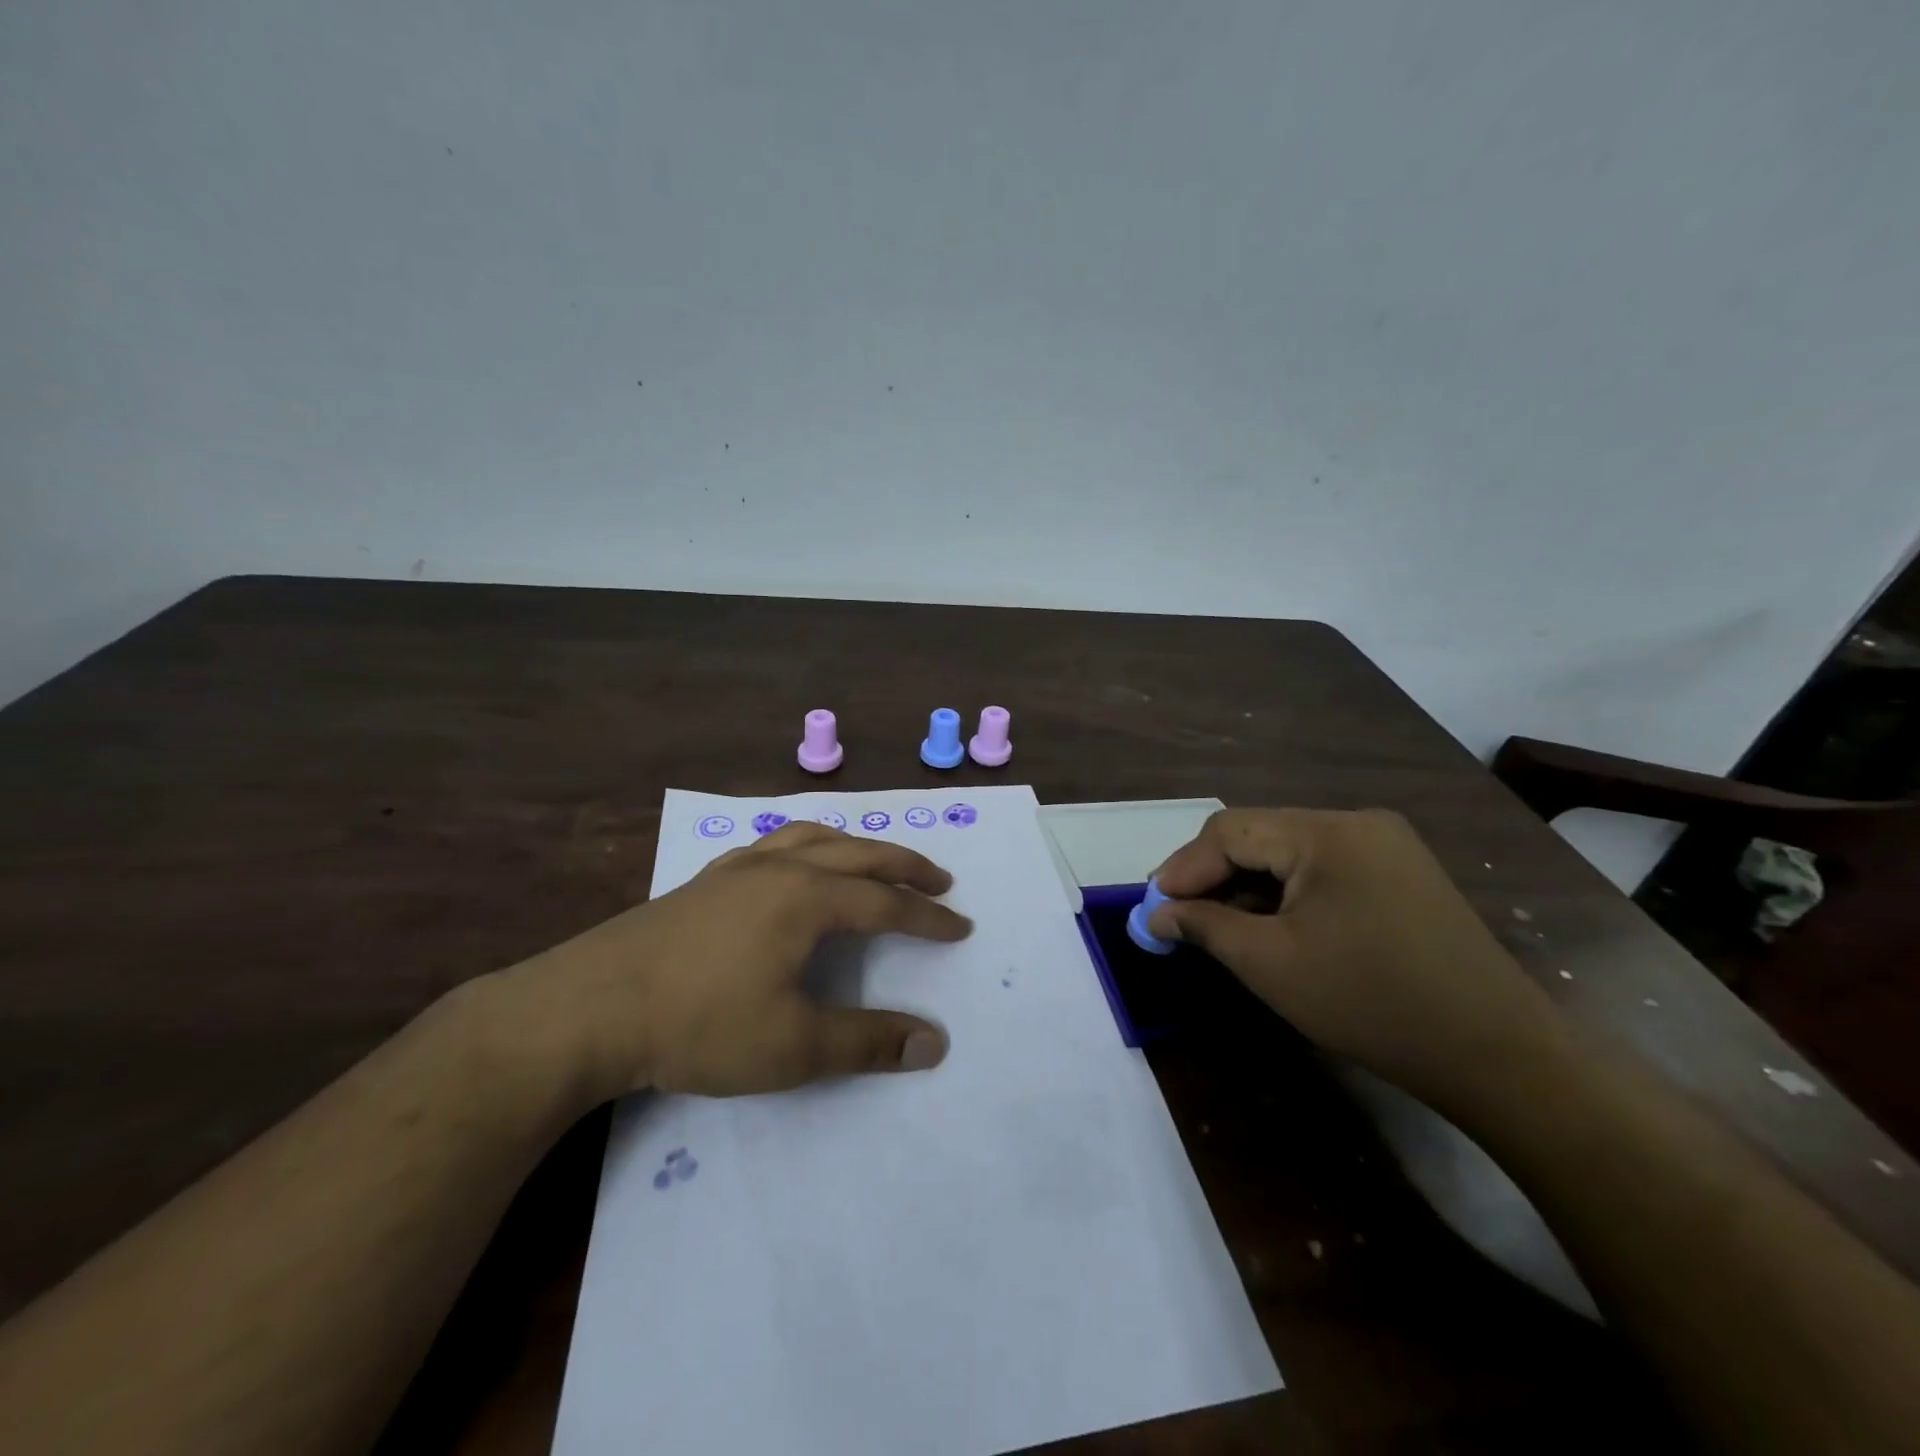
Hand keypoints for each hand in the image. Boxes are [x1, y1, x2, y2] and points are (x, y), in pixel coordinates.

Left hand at [508, 822, 971, 1099]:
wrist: (590, 1007)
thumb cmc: (700, 1024)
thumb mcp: (794, 1046)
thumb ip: (868, 1042)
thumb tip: (934, 1043)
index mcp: (808, 898)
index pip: (886, 903)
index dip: (928, 918)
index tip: (961, 928)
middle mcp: (781, 868)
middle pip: (859, 854)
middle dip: (905, 866)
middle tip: (940, 879)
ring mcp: (740, 867)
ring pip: (814, 838)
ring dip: (857, 846)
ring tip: (875, 859)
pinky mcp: (707, 879)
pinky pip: (774, 843)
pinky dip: (806, 845)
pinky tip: (795, 863)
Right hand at [1150, 808, 1559, 1102]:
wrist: (1500, 1057)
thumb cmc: (1372, 1003)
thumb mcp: (1271, 964)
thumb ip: (1205, 926)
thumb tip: (1157, 913)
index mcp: (1327, 832)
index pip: (1230, 831)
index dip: (1183, 868)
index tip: (1152, 908)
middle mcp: (1357, 824)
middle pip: (1259, 836)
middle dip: (1213, 877)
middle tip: (1178, 918)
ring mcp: (1385, 848)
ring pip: (1289, 855)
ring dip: (1247, 888)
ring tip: (1218, 928)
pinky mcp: (1401, 876)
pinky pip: (1322, 872)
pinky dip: (1286, 896)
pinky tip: (1271, 928)